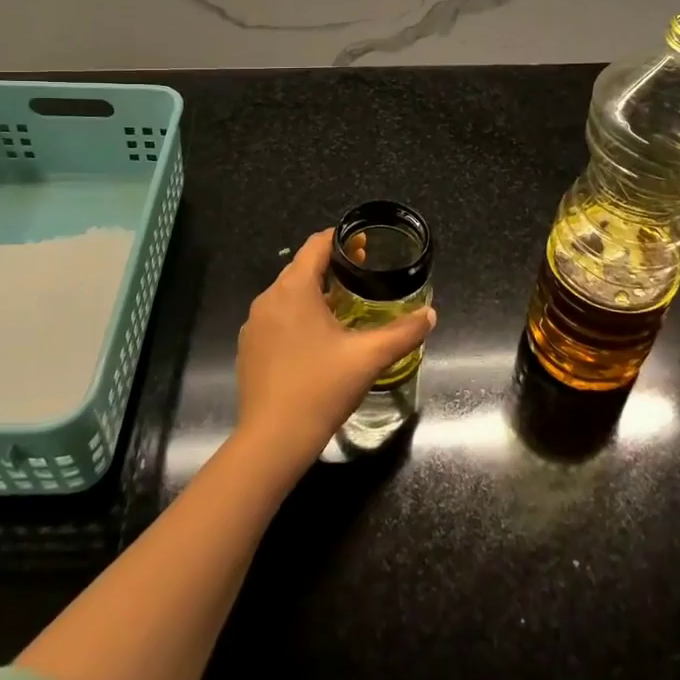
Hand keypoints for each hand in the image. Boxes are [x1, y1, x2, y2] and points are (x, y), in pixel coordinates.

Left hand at [233, 229, 435, 477]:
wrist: (273, 440)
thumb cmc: (321, 388)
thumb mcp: (369, 357)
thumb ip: (403, 332)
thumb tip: (431, 314)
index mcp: (294, 288)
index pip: (316, 245)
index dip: (342, 239)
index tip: (366, 246)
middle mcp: (268, 298)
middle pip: (301, 268)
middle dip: (332, 267)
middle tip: (362, 276)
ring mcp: (254, 324)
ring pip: (288, 294)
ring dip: (314, 293)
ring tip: (343, 307)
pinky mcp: (248, 348)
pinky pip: (276, 318)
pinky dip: (297, 316)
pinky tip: (316, 340)